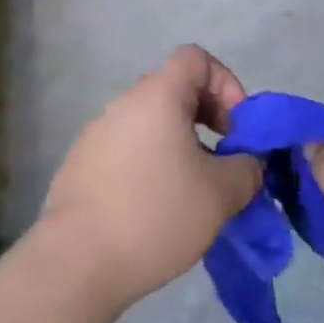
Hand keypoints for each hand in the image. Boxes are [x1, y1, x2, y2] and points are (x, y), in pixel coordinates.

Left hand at [37, 46, 261, 311]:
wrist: (76, 264)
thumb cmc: (156, 215)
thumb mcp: (222, 193)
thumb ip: (247, 168)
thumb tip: (247, 163)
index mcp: (157, 96)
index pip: (195, 58)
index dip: (225, 83)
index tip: (236, 128)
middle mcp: (123, 104)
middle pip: (174, 90)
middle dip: (207, 118)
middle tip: (222, 161)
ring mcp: (97, 134)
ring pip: (151, 123)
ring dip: (179, 145)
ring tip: (192, 191)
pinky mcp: (80, 166)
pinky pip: (127, 150)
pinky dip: (150, 165)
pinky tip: (156, 209)